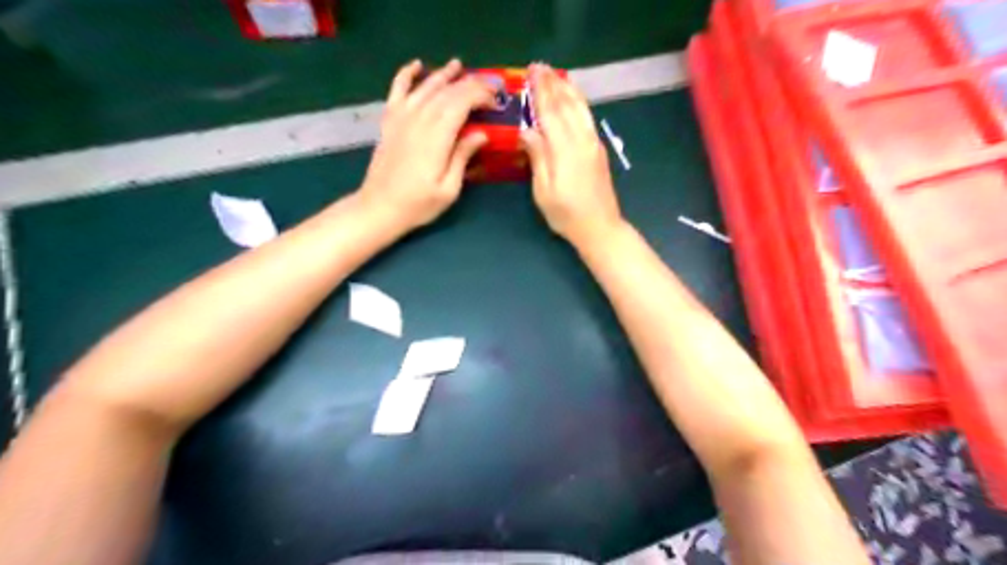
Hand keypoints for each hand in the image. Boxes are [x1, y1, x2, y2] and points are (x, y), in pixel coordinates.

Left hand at [357, 57, 495, 228]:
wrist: (379, 208)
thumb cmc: (418, 204)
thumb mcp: (449, 189)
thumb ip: (463, 157)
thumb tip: (481, 134)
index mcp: (436, 137)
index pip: (461, 103)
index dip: (480, 96)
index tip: (496, 100)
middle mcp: (419, 120)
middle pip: (446, 92)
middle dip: (469, 84)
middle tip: (488, 86)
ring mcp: (401, 118)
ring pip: (426, 87)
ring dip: (444, 74)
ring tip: (460, 66)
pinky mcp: (389, 121)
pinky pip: (398, 90)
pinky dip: (407, 74)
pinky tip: (417, 65)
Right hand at [520, 64, 621, 247]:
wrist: (600, 227)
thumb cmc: (566, 215)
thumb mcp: (543, 191)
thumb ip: (537, 158)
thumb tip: (528, 130)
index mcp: (565, 150)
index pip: (550, 113)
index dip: (540, 91)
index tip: (531, 73)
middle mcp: (582, 140)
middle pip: (566, 105)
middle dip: (552, 84)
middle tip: (540, 66)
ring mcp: (593, 143)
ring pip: (580, 108)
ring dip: (567, 89)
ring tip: (555, 75)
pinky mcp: (598, 149)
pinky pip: (587, 117)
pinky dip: (579, 102)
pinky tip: (573, 97)